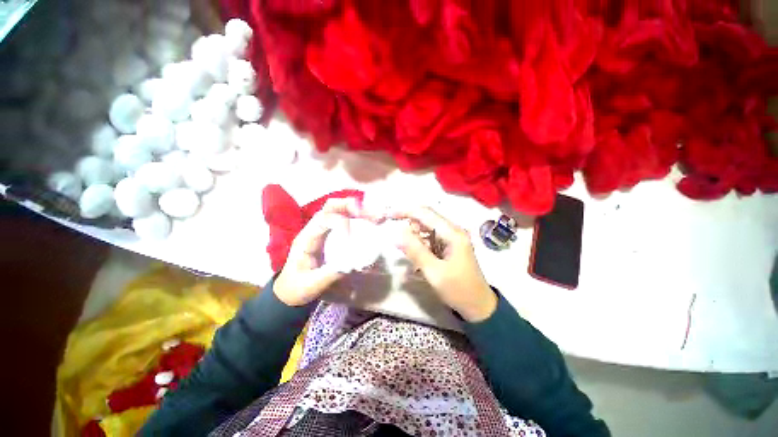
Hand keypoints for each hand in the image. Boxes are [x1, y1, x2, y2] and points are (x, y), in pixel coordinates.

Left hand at [273, 198, 361, 306]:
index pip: (323, 219)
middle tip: (370, 214)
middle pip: (331, 207)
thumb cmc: (297, 288)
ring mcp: (322, 231)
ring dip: (356, 210)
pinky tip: (370, 222)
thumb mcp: (312, 284)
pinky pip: (344, 220)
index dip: (340, 222)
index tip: (353, 237)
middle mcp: (314, 229)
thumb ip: (330, 274)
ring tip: (375, 216)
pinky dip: (358, 218)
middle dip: (350, 206)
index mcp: (306, 238)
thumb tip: (353, 262)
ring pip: (338, 210)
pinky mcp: (330, 236)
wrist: (290, 292)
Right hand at [390, 207, 497, 321]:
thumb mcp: (434, 272)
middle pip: (425, 218)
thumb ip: (416, 251)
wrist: (478, 306)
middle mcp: (453, 230)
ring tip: (415, 259)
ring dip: (415, 239)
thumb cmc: (458, 290)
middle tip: (403, 247)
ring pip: (426, 229)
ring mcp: (452, 237)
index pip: (425, 213)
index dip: (406, 212)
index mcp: (452, 233)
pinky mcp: (449, 245)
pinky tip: (420, 260)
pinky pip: (430, 238)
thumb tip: (398, 233)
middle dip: (410, 227)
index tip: (388, 215)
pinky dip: (421, 245)